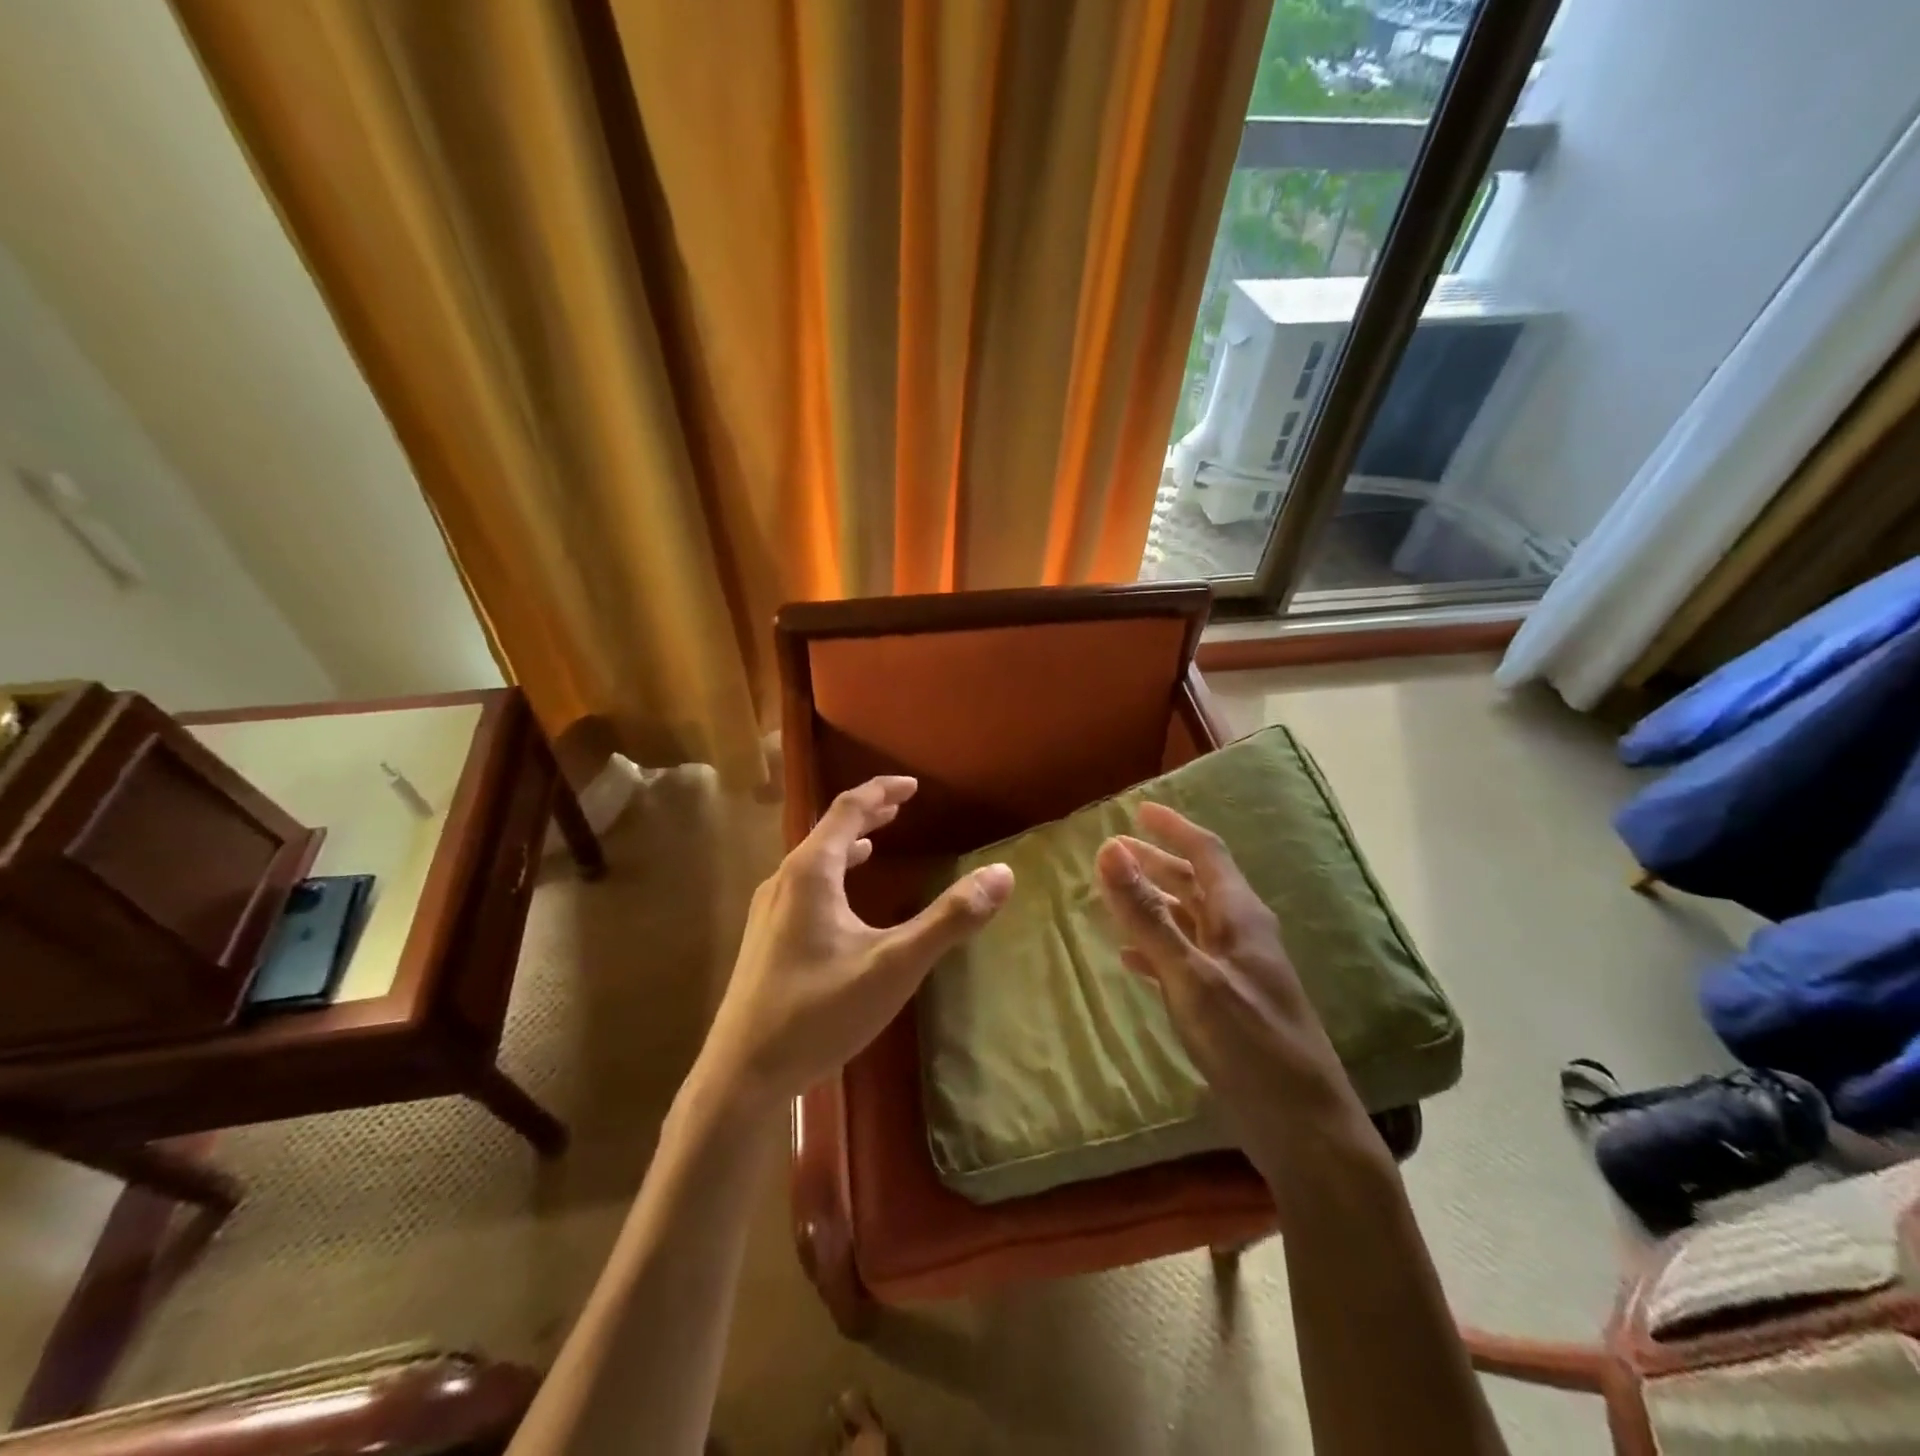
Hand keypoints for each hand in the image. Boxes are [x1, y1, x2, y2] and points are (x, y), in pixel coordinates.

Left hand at [702, 775, 1013, 1106]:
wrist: (741, 1075)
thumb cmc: (819, 1013)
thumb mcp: (895, 965)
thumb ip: (949, 919)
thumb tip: (1001, 874)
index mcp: (811, 873)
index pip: (847, 809)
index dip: (881, 791)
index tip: (912, 785)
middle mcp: (783, 881)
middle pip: (827, 831)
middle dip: (866, 815)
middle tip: (899, 805)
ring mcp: (768, 911)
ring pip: (813, 860)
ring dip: (847, 844)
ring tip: (876, 843)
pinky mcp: (764, 939)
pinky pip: (804, 887)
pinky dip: (833, 875)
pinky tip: (842, 901)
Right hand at [1095, 803, 1378, 1179]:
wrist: (1304, 1129)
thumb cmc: (1250, 1044)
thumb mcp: (1191, 976)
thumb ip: (1148, 915)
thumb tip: (1109, 849)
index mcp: (1240, 916)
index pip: (1206, 852)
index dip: (1173, 827)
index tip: (1139, 809)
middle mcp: (1242, 935)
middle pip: (1196, 883)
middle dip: (1156, 862)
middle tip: (1113, 852)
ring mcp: (1237, 972)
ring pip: (1190, 921)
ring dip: (1154, 903)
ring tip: (1114, 895)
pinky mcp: (1229, 1005)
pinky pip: (1186, 959)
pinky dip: (1158, 949)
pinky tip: (1131, 959)